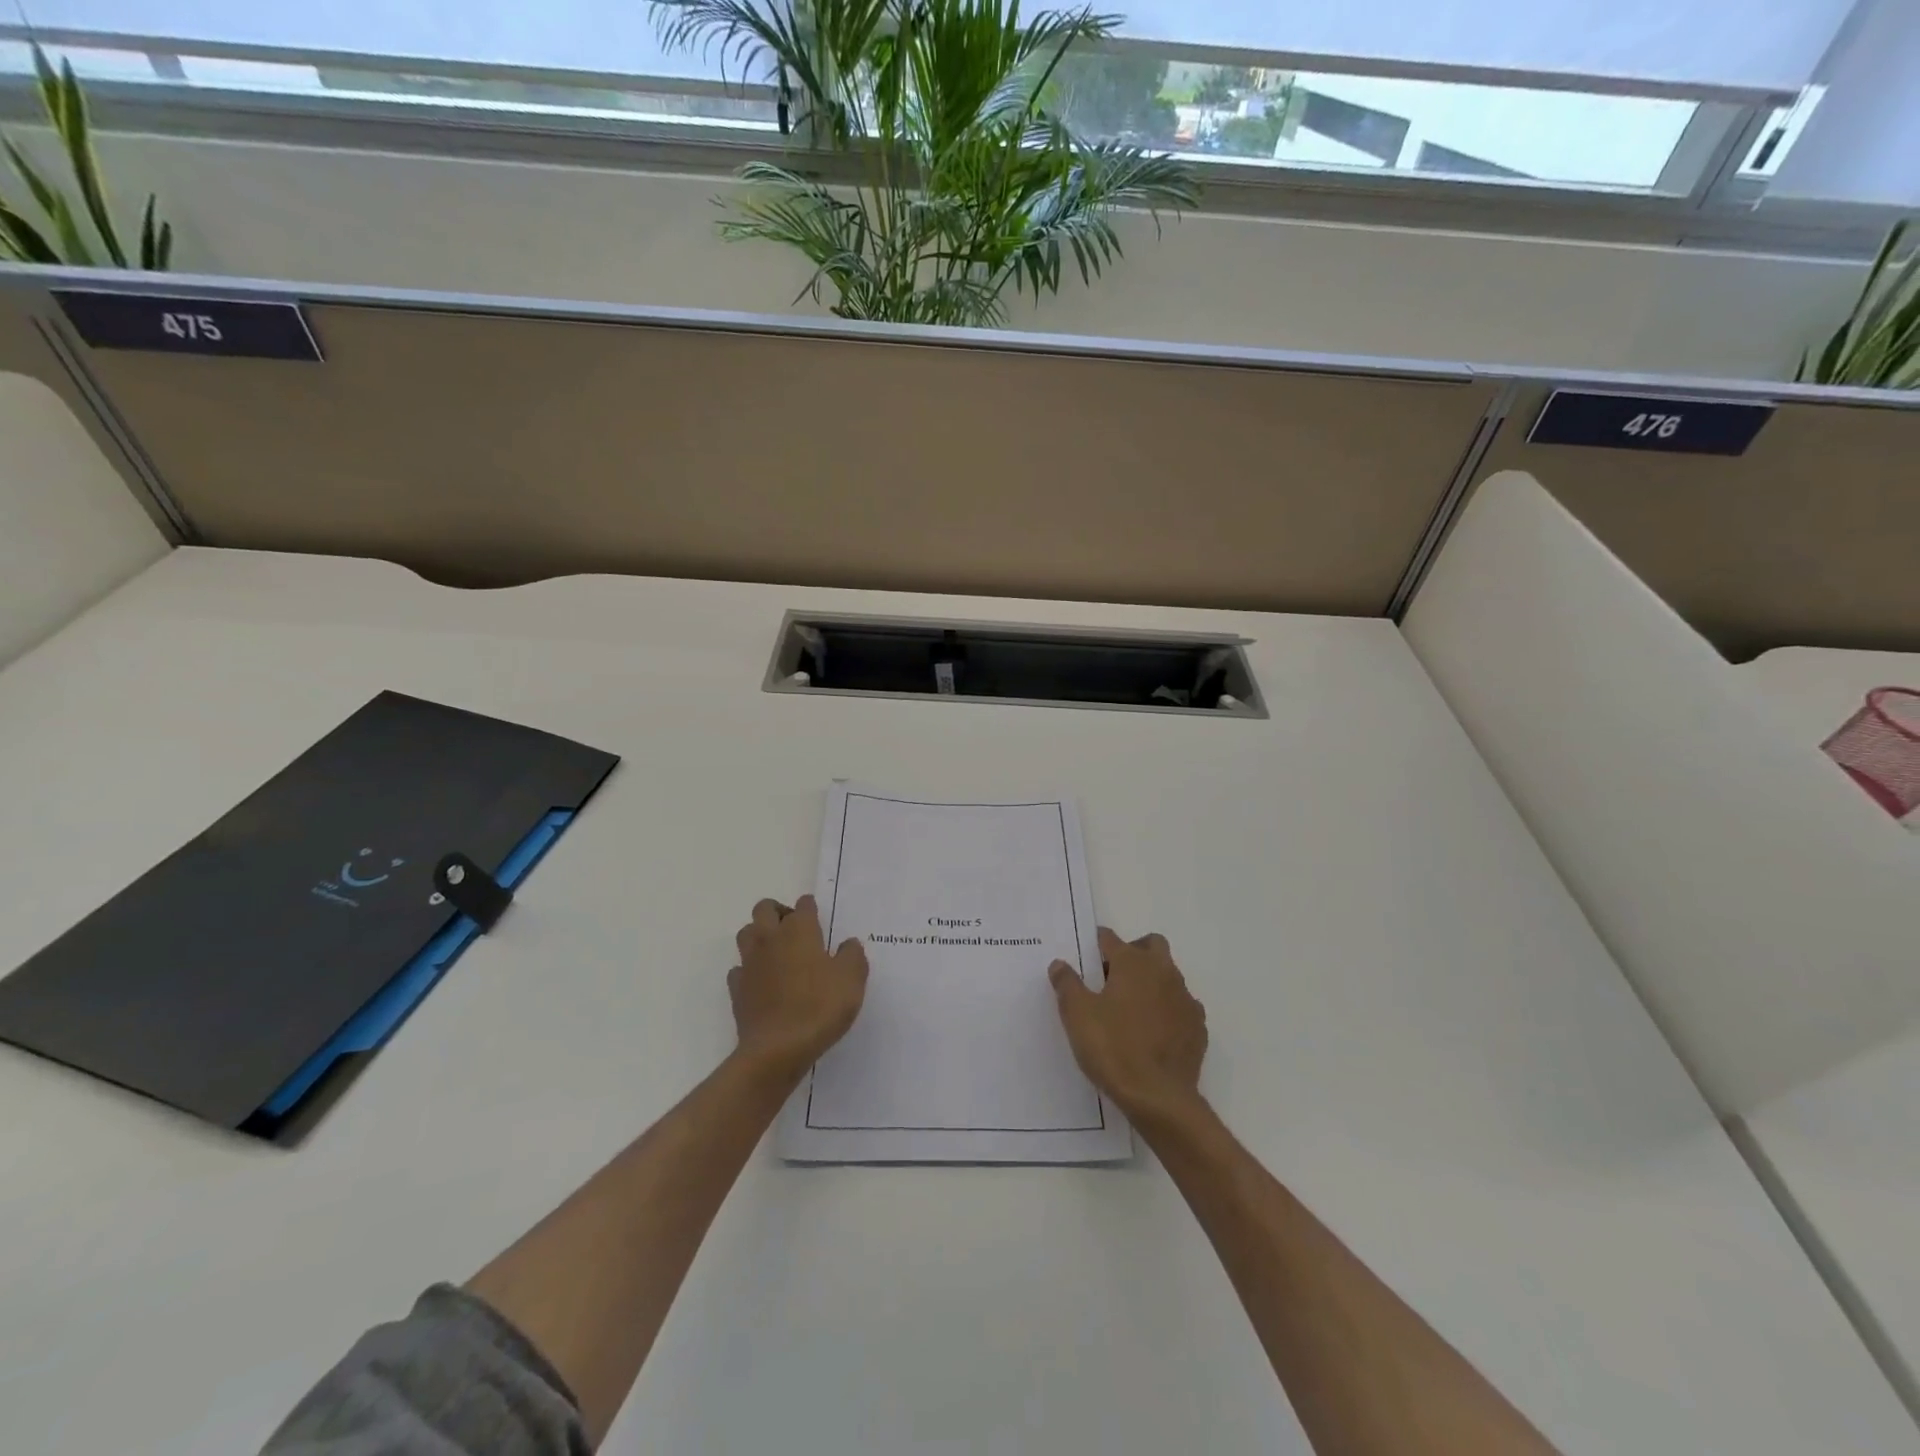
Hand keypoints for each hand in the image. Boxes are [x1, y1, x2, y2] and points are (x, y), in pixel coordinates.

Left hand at [728, 896, 868, 1082]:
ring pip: (746, 933)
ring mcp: (750, 963)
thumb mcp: (852, 980)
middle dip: (778, 911)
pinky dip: (749, 970)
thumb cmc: (819, 1007)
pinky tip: (762, 982)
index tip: (819, 918)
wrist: (776, 1049)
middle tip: (795, 930)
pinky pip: (739, 969)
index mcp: (799, 931)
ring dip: (759, 935)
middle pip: (764, 908)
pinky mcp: (737, 989)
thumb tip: (848, 944)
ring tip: (777, 952)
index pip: (803, 905)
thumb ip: (853, 955)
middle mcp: (771, 939)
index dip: (811, 908)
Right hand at [1049, 927, 1207, 1121]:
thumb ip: (1067, 983)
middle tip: (1111, 977)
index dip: (1094, 945)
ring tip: (1130, 1009)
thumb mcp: (1077, 1014)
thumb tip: (1060, 964)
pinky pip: (1180, 1006)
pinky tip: (1153, 1032)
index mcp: (1132, 963)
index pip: (1110, 938)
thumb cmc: (1113, 1048)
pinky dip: (1167, 1010)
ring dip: (1151, 981)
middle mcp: (1163, 972)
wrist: (1159, 1098)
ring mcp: (1185, 999)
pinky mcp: (1197, 1027)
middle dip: (1133, 952)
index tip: (1083, 959)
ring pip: (1169, 975)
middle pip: (1151, 945)